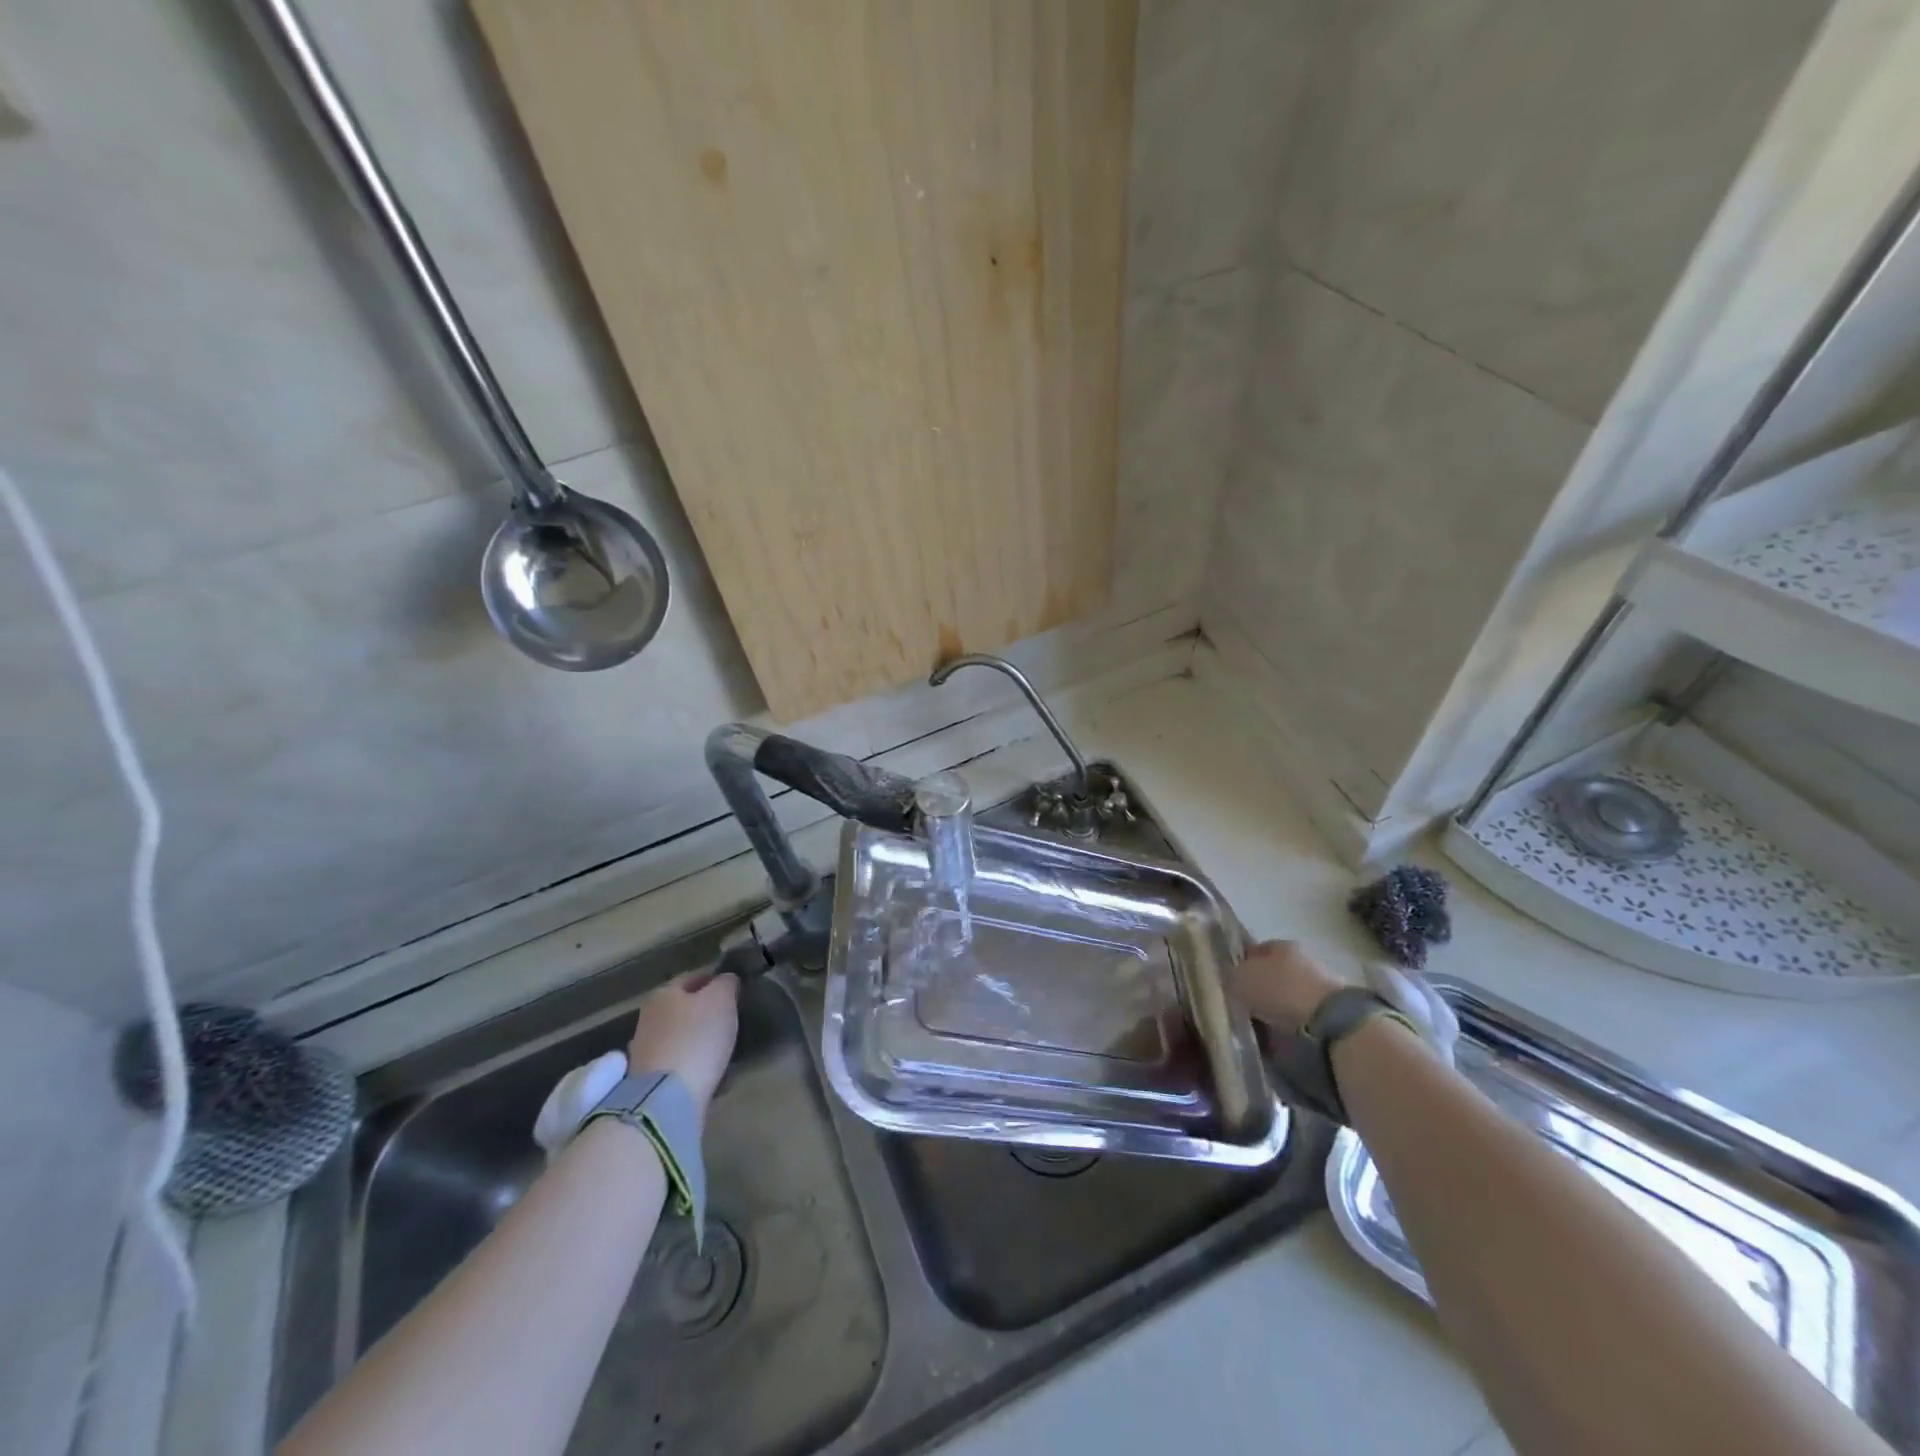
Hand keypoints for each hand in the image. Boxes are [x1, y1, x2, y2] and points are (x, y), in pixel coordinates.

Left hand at [627, 970, 739, 1117]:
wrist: (666, 1099)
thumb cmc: (696, 1038)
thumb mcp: (721, 1000)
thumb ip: (726, 983)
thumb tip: (726, 980)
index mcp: (663, 993)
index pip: (693, 977)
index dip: (716, 979)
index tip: (737, 989)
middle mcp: (648, 1018)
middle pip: (685, 1008)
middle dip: (707, 1012)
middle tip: (734, 1019)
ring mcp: (645, 1052)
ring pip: (682, 1037)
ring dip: (702, 1041)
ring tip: (727, 1049)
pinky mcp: (650, 1081)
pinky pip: (681, 1065)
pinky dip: (697, 1066)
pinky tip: (715, 1073)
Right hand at [1230, 940, 1346, 1035]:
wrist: (1330, 1019)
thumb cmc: (1280, 990)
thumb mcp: (1241, 979)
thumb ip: (1231, 975)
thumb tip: (1230, 978)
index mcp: (1280, 944)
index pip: (1254, 950)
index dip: (1240, 965)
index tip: (1231, 983)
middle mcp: (1302, 958)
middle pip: (1273, 972)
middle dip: (1260, 987)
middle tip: (1245, 1004)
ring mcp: (1320, 983)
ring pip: (1288, 993)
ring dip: (1277, 1005)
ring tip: (1262, 1023)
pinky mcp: (1332, 1009)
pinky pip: (1302, 1013)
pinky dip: (1291, 1021)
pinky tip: (1282, 1033)